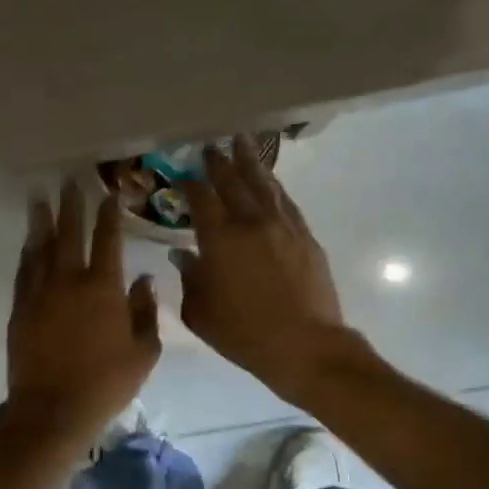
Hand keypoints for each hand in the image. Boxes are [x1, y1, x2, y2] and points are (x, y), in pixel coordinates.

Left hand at [2, 182, 161, 450]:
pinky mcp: (20, 308)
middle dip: (71, 205)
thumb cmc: (106, 383)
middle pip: (70, 233)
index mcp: (104, 287)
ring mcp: (40, 292)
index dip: (109, 214)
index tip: (109, 193)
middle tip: (68, 182)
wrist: (53, 408)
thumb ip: (146, 311)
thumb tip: (144, 280)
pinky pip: (24, 271)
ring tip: (39, 199)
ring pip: (41, 247)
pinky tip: (29, 243)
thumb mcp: (143, 352)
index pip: (108, 239)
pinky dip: (28, 253)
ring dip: (42, 221)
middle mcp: (70, 280)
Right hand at [172, 136, 347, 403]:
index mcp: (219, 239)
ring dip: (250, 162)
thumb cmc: (243, 334)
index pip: (201, 198)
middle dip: (219, 162)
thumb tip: (183, 254)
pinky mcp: (305, 236)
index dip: (190, 183)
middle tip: (210, 146)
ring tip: (241, 143)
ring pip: (263, 184)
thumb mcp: (200, 313)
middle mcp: (251, 222)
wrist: (304, 345)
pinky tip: (269, 180)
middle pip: (233, 182)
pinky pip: (285, 201)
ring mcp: (282, 226)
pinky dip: (274, 186)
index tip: (183, 174)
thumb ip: (189, 278)